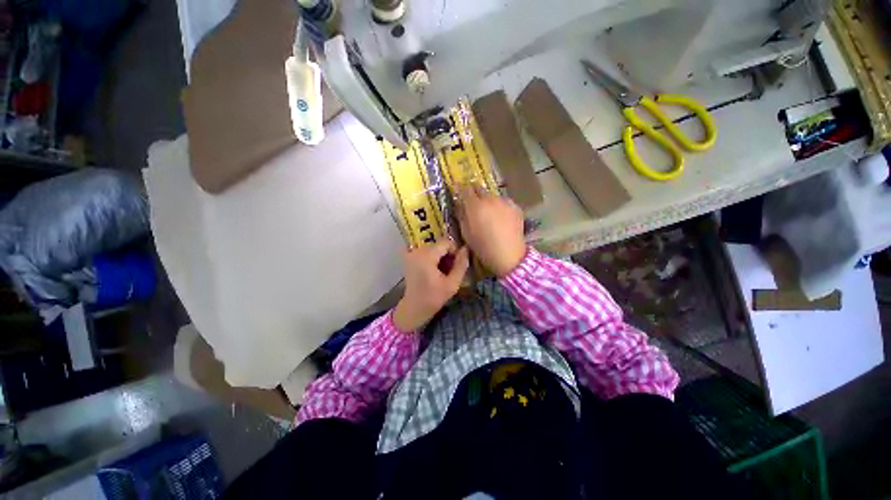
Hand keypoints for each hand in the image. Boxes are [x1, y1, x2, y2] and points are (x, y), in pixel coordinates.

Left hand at [393, 240, 469, 331]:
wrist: (414, 308)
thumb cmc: (434, 298)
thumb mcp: (452, 284)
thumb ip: (461, 265)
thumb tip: (466, 249)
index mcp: (426, 256)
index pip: (446, 242)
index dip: (455, 251)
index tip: (457, 265)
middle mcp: (417, 250)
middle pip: (439, 245)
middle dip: (447, 255)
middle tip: (450, 271)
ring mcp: (411, 253)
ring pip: (433, 248)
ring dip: (440, 257)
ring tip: (442, 272)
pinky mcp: (409, 257)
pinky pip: (425, 252)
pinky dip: (432, 258)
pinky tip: (434, 270)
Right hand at [457, 185, 525, 276]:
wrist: (509, 255)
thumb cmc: (483, 247)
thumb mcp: (466, 233)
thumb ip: (461, 215)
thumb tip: (460, 205)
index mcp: (475, 206)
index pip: (465, 189)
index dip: (461, 191)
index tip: (459, 194)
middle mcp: (490, 199)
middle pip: (479, 189)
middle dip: (474, 194)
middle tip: (473, 204)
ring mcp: (505, 202)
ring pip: (493, 195)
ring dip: (488, 201)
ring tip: (489, 214)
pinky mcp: (516, 207)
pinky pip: (504, 202)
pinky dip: (500, 207)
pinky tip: (501, 218)